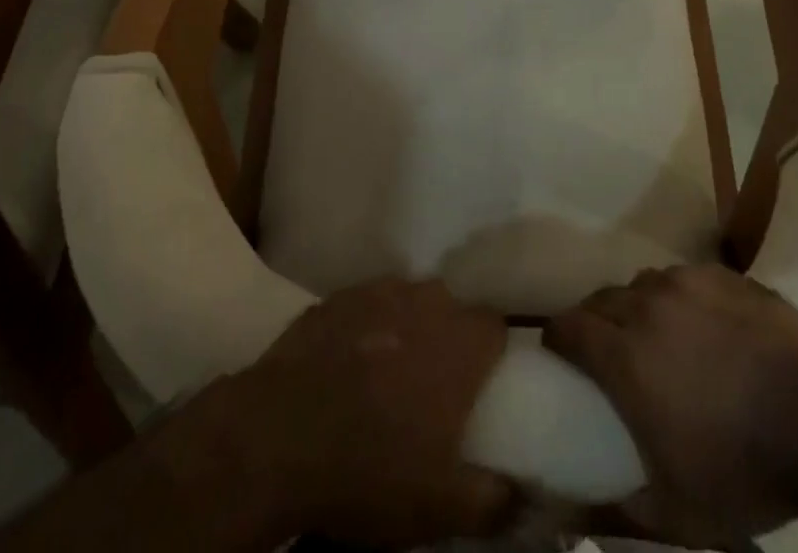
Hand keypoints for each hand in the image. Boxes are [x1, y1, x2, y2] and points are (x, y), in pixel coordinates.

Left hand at [227, 279, 515, 547]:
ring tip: (389, 370)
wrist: (277, 436)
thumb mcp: (439, 507)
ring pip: (408, 299)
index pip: (495, 327)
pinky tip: (347, 361)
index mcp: (460, 343)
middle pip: (451, 308)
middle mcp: (426, 301)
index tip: (482, 384)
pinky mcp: (337, 295)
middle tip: (433, 383)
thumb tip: (520, 492)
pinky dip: (365, 326)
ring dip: (407, 326)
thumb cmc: (368, 469)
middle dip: (448, 338)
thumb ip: (493, 499)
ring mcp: (378, 290)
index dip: (491, 354)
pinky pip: (365, 304)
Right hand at [543, 265, 797, 546]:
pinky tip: (702, 325)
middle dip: (595, 320)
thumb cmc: (743, 470)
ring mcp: (687, 283)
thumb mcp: (677, 512)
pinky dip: (680, 298)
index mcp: (625, 355)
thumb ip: (619, 509)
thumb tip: (569, 515)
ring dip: (638, 306)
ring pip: (643, 283)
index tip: (559, 353)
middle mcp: (647, 305)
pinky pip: (685, 277)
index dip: (557, 338)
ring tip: (658, 335)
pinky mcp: (723, 275)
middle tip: (607, 349)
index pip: (568, 326)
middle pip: (602, 298)